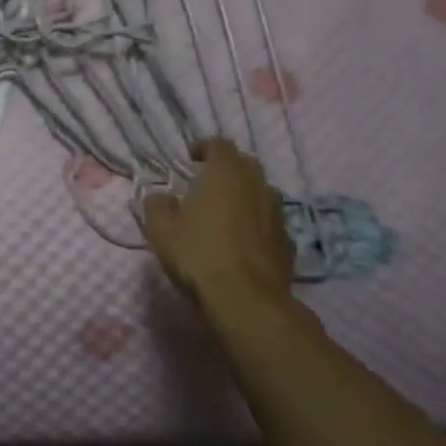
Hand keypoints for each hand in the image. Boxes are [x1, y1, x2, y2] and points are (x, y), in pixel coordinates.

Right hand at [142, 138, 294, 324]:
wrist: (246, 301)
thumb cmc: (199, 255)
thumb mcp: (161, 230)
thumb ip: (157, 205)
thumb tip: (160, 197)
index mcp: (225, 174)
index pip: (219, 144)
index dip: (203, 147)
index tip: (190, 158)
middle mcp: (256, 185)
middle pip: (245, 164)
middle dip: (227, 168)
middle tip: (207, 182)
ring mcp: (277, 214)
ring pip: (262, 192)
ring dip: (245, 194)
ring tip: (226, 211)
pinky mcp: (288, 242)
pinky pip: (270, 221)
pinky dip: (257, 222)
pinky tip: (243, 240)